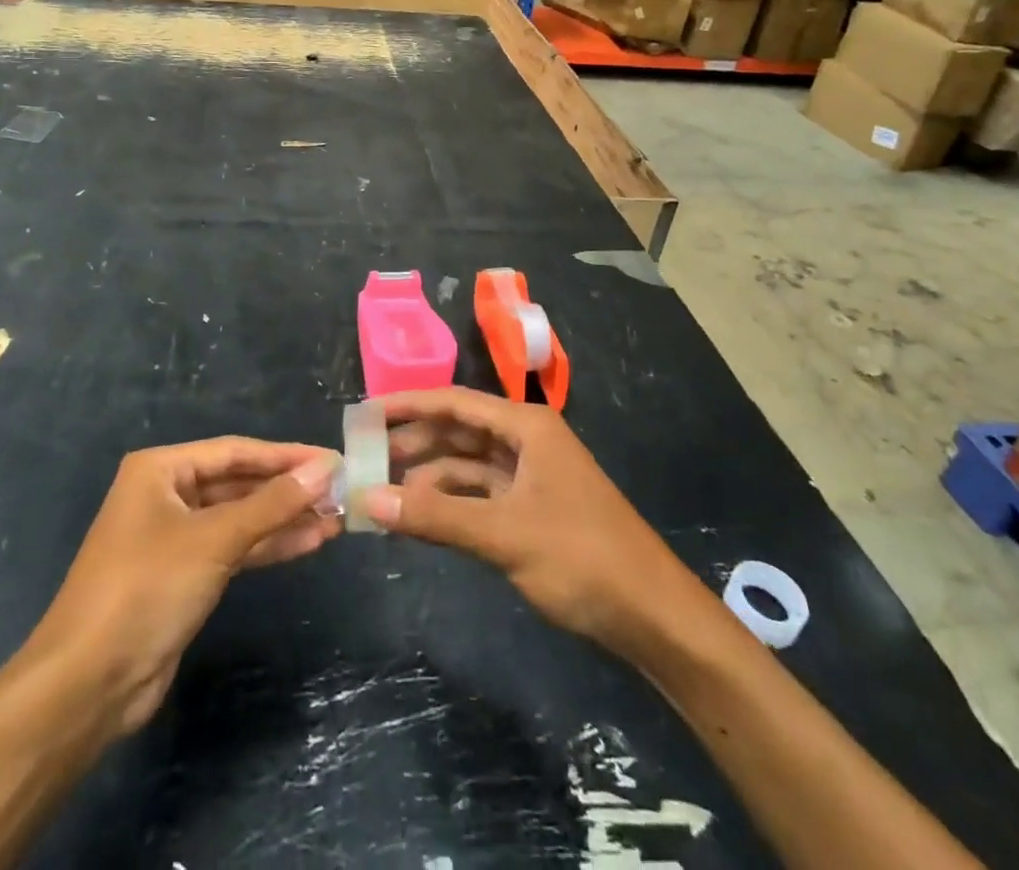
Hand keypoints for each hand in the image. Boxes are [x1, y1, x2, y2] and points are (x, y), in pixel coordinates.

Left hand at [24, 438, 339, 735]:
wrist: (88, 683)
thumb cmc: (147, 588)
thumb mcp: (214, 539)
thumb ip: (272, 503)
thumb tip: (324, 469)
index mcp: (161, 469)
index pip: (235, 452)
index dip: (285, 456)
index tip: (331, 460)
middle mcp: (167, 494)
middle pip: (239, 483)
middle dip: (287, 490)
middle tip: (338, 492)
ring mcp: (175, 537)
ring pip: (240, 518)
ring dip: (284, 519)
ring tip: (334, 520)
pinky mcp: (184, 575)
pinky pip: (234, 549)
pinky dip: (268, 546)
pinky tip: (308, 543)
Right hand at [365, 389, 690, 658]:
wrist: (654, 617)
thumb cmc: (582, 558)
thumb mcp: (503, 534)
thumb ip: (435, 516)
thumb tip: (368, 498)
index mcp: (526, 426)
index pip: (454, 403)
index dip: (408, 405)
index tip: (364, 414)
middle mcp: (527, 441)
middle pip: (459, 432)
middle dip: (415, 443)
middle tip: (365, 458)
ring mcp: (532, 476)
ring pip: (468, 466)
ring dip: (429, 478)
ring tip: (383, 492)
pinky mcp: (534, 509)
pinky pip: (481, 495)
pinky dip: (451, 503)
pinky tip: (421, 516)